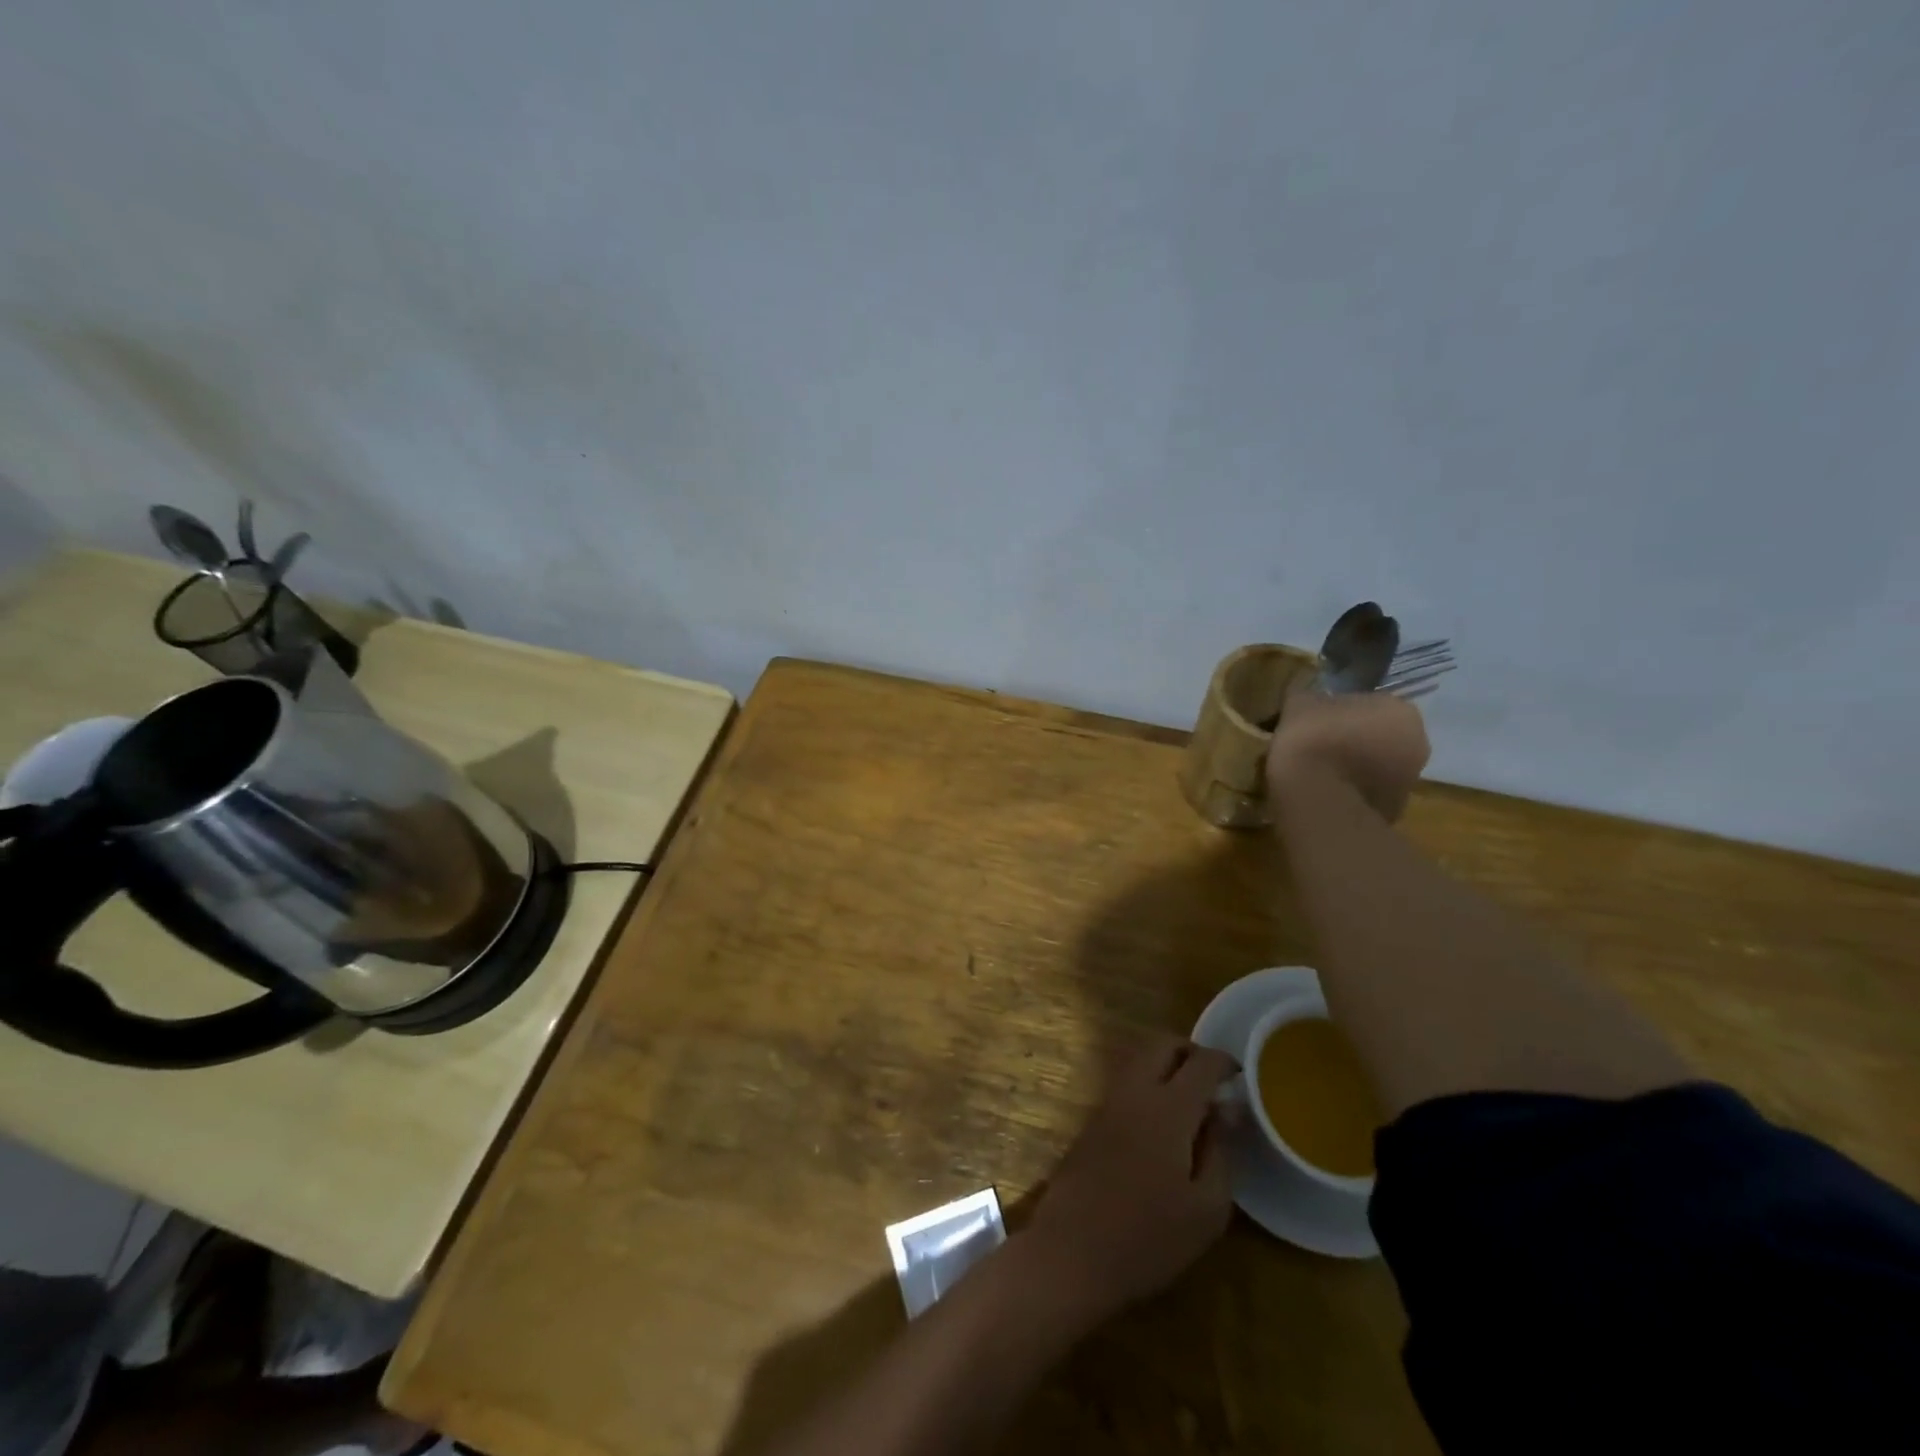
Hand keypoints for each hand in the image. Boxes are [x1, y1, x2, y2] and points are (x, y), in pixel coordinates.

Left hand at [1023, 1037, 1236, 1325]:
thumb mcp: (1206, 1208)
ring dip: (1166, 1065)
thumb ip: (1221, 1150)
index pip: (1201, 1062)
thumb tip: (1227, 1109)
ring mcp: (1108, 1102)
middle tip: (1214, 1081)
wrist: (1072, 1251)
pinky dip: (1148, 1083)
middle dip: (1191, 1051)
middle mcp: (1134, 1091)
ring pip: (1140, 1059)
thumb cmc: (1148, 1237)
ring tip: (1192, 1102)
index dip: (1224, 1062)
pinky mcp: (1092, 1119)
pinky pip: (1126, 1082)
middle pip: (1162, 1044)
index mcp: (1168, 1107)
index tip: (1243, 1075)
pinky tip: (1162, 1122)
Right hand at [1266, 683, 1429, 821]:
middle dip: (1353, 739)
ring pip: (1376, 765)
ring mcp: (1410, 780)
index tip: (1315, 721)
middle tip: (1317, 745)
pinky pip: (1368, 792)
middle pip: (1378, 735)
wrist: (1318, 799)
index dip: (1339, 712)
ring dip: (1353, 766)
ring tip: (1317, 771)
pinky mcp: (1395, 810)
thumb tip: (1310, 701)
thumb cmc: (1313, 739)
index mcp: (1401, 709)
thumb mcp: (1299, 703)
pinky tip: (1323, 792)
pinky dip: (1350, 791)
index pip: (1368, 704)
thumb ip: (1311, 698)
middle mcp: (1418, 742)